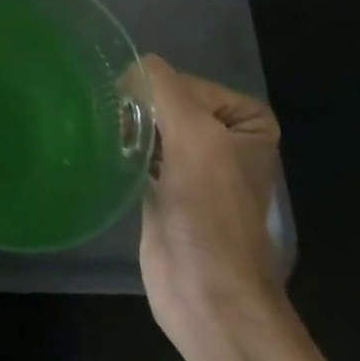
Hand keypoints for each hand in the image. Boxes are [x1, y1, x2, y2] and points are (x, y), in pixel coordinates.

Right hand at [138, 54, 283, 332]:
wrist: (206, 294)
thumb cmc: (208, 209)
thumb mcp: (193, 131)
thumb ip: (162, 86)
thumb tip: (133, 67)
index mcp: (249, 125)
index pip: (189, 82)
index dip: (164, 95)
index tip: (148, 119)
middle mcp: (225, 142)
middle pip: (168, 102)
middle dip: (142, 110)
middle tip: (123, 126)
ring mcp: (196, 169)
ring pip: (152, 126)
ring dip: (130, 128)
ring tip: (114, 138)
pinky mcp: (168, 192)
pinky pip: (141, 152)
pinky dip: (124, 149)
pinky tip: (110, 152)